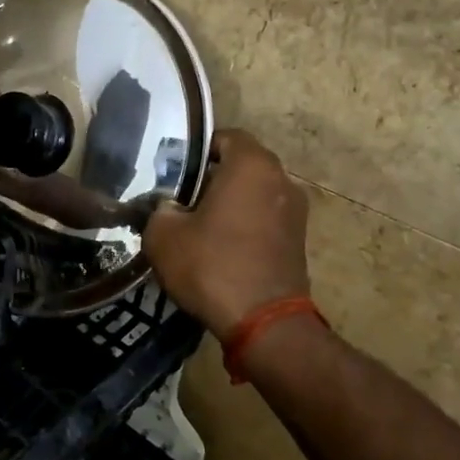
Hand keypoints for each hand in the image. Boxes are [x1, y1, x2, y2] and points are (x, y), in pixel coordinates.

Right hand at [143, 129, 310, 336]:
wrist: (264, 323)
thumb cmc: (212, 266)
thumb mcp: (163, 235)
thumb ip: (160, 209)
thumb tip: (167, 207)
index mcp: (252, 165)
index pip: (224, 137)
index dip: (197, 150)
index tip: (174, 170)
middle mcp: (281, 179)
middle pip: (241, 165)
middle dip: (212, 177)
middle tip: (181, 197)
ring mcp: (295, 211)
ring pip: (254, 193)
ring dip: (230, 203)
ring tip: (199, 225)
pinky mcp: (299, 240)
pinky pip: (265, 219)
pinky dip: (245, 225)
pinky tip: (221, 247)